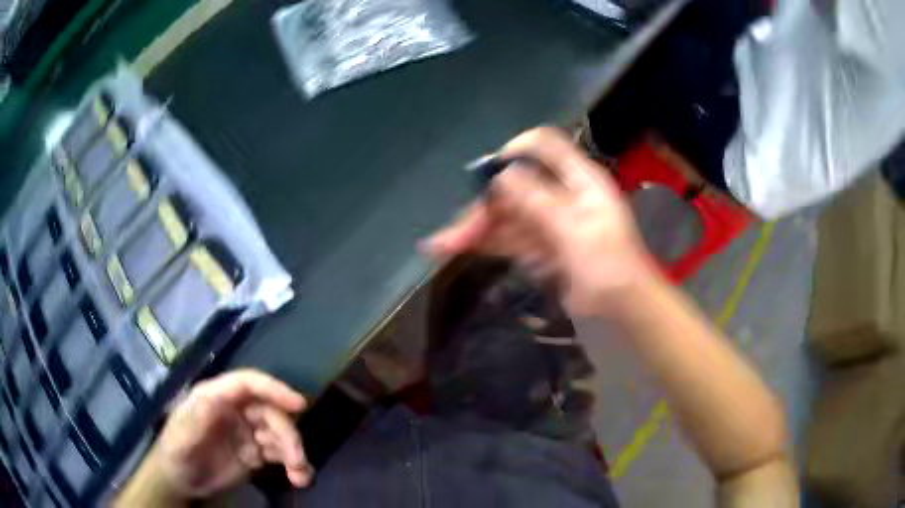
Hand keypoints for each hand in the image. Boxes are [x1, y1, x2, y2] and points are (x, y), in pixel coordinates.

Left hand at [154, 369, 311, 497]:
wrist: (180, 481)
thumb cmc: (176, 451)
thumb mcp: (182, 434)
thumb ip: (199, 416)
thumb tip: (219, 398)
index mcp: (216, 397)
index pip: (248, 384)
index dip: (273, 389)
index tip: (299, 404)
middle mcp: (235, 410)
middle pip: (270, 412)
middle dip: (288, 434)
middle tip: (297, 461)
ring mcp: (247, 432)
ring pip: (280, 434)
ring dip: (294, 452)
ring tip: (300, 476)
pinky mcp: (255, 453)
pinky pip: (281, 454)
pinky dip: (295, 464)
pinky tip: (300, 478)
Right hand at [424, 127, 657, 314]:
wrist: (624, 313)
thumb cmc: (610, 268)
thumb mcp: (575, 232)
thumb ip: (539, 201)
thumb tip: (502, 174)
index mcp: (579, 180)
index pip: (543, 147)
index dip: (513, 153)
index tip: (485, 174)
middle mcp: (562, 195)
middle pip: (515, 188)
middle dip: (483, 208)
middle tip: (452, 235)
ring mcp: (551, 222)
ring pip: (508, 216)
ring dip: (477, 229)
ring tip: (440, 246)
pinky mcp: (542, 247)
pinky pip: (510, 239)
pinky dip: (487, 243)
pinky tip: (460, 249)